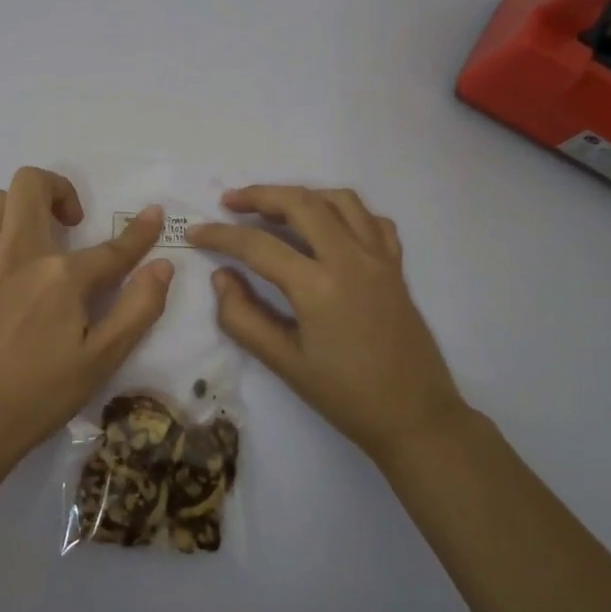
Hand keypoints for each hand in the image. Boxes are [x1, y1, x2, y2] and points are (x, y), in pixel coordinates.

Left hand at [0, 167, 174, 462]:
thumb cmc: (42, 394)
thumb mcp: (104, 359)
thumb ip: (139, 308)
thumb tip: (163, 266)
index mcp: (61, 275)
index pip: (112, 247)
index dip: (140, 232)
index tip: (153, 215)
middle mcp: (17, 254)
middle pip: (30, 183)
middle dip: (55, 190)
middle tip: (67, 223)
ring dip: (14, 212)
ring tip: (26, 243)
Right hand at [189, 185, 470, 465]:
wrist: (415, 416)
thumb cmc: (345, 395)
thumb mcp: (283, 363)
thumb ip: (243, 317)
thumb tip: (222, 277)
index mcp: (318, 285)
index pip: (257, 245)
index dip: (220, 235)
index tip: (195, 232)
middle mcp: (350, 258)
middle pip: (300, 203)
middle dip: (260, 195)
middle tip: (230, 202)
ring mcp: (379, 257)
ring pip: (339, 200)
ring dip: (302, 195)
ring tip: (275, 207)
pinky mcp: (396, 265)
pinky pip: (371, 220)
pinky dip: (344, 211)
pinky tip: (327, 226)